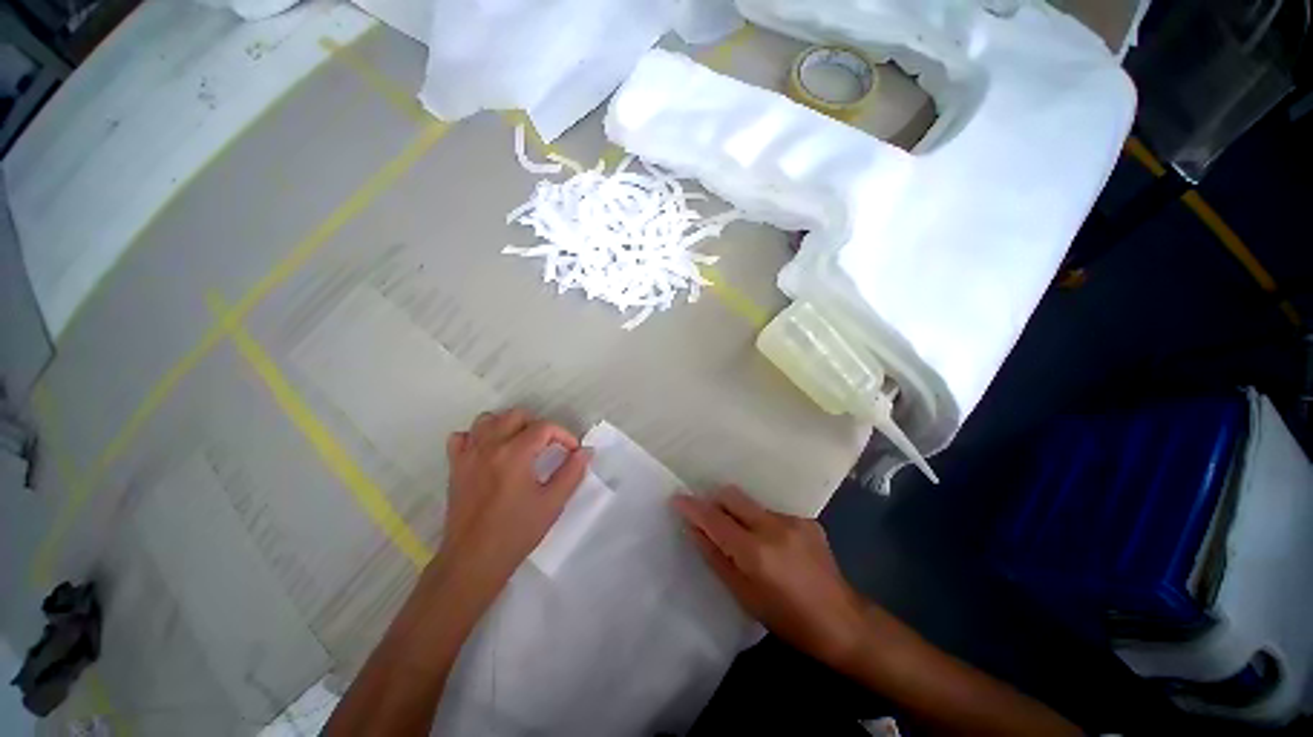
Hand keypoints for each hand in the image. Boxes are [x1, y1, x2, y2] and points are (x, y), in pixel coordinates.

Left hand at [433, 409, 590, 601]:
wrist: (473, 561)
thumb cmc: (516, 532)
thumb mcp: (552, 503)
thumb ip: (572, 472)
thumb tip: (586, 451)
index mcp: (515, 453)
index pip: (544, 427)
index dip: (564, 435)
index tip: (572, 452)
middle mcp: (490, 446)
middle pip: (516, 415)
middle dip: (538, 426)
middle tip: (549, 447)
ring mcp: (469, 455)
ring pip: (487, 420)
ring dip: (508, 425)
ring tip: (520, 444)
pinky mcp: (455, 467)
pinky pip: (462, 438)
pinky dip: (477, 437)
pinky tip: (489, 452)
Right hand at [672, 486, 869, 668]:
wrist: (844, 622)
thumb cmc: (788, 620)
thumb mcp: (744, 596)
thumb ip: (716, 557)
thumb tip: (695, 530)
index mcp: (755, 552)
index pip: (714, 520)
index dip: (692, 507)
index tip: (676, 499)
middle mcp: (773, 526)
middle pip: (732, 496)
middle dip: (715, 501)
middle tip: (708, 517)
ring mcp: (792, 520)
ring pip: (752, 504)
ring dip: (739, 515)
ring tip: (745, 541)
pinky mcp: (806, 519)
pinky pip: (772, 513)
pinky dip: (762, 523)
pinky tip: (774, 547)